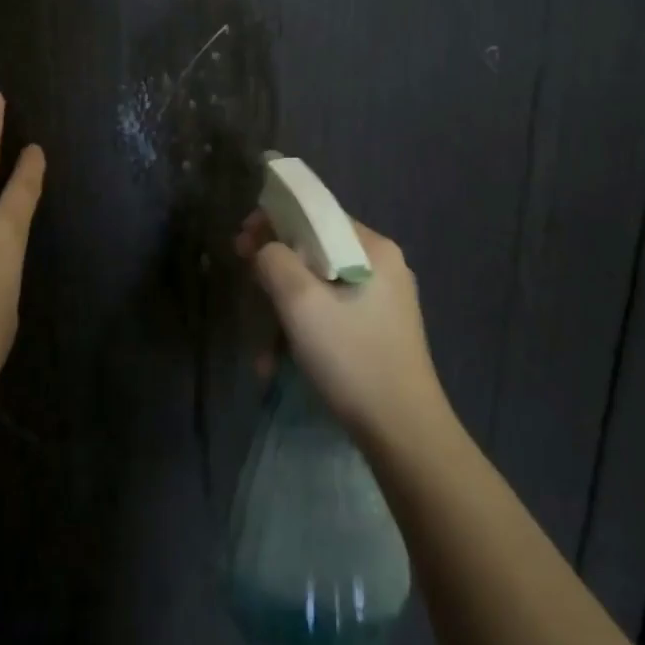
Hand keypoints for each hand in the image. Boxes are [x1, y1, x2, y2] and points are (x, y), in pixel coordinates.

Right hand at [235, 210, 450, 445]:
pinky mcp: (379, 328)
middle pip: (314, 250)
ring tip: (262, 352)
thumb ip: (274, 260)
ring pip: (319, 285)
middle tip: (246, 290)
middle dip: (274, 272)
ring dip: (284, 311)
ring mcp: (383, 298)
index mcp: (374, 248)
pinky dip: (304, 329)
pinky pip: (331, 311)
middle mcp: (383, 265)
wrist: (403, 432)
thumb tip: (263, 248)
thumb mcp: (301, 303)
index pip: (315, 213)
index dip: (273, 221)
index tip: (241, 242)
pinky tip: (281, 362)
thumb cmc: (351, 357)